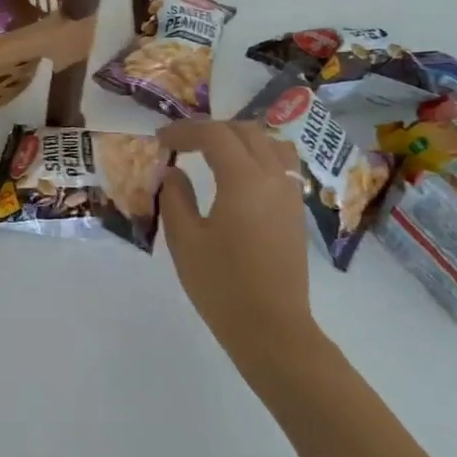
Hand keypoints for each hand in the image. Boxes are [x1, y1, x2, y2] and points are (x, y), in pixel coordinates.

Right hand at [159, 120, 324, 386]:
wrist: (271, 327)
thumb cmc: (221, 284)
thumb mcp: (185, 239)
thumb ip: (175, 197)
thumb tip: (173, 172)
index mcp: (244, 179)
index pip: (214, 135)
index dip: (184, 130)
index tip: (160, 139)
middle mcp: (273, 177)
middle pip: (245, 131)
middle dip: (210, 130)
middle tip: (181, 142)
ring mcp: (290, 193)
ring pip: (269, 143)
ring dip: (238, 138)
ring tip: (212, 151)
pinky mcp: (296, 210)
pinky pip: (280, 164)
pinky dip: (257, 155)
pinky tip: (238, 174)